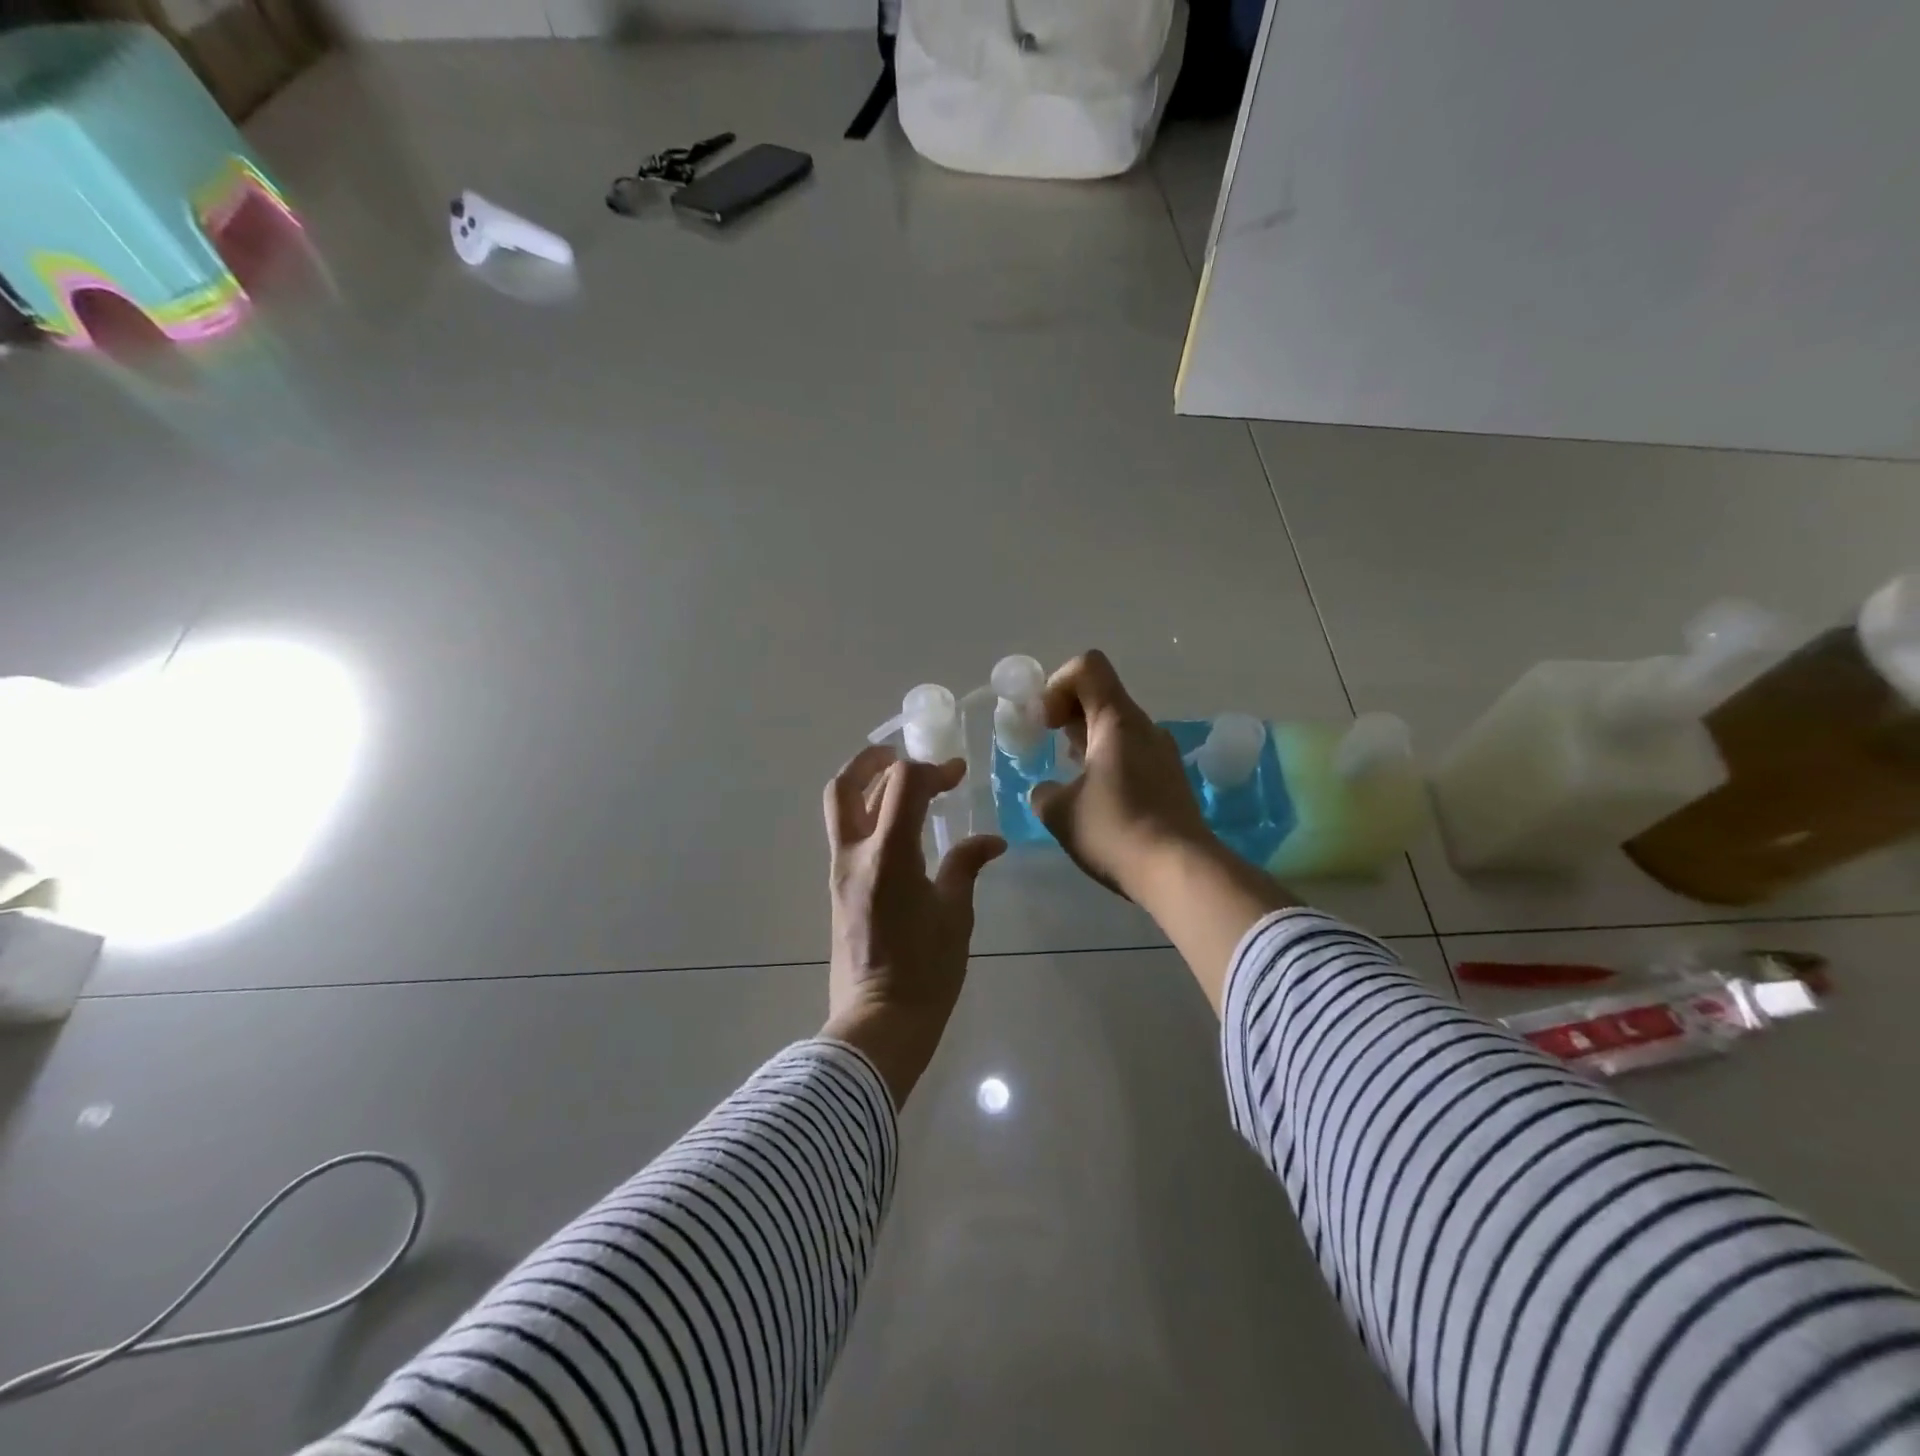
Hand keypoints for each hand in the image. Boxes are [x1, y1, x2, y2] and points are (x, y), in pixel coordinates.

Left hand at [821, 744, 1005, 1106]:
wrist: (878, 1024)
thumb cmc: (925, 971)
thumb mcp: (955, 915)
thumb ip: (966, 866)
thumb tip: (990, 841)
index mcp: (889, 855)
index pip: (902, 784)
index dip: (932, 769)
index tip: (958, 775)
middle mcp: (855, 855)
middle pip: (845, 786)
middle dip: (871, 761)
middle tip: (901, 756)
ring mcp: (841, 873)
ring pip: (841, 810)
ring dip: (868, 787)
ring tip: (905, 786)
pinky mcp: (839, 891)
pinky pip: (848, 836)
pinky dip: (869, 817)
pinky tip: (900, 828)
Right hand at [1030, 650, 1294, 1010]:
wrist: (1180, 871)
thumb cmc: (1115, 831)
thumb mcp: (1060, 813)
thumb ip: (1043, 792)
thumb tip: (1047, 790)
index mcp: (1117, 720)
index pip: (1087, 667)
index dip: (1056, 685)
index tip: (1044, 724)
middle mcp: (1144, 727)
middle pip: (1101, 695)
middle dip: (1067, 714)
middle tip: (1049, 748)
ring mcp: (1162, 753)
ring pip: (1117, 727)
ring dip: (1087, 741)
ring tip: (1071, 779)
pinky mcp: (1171, 779)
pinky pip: (1132, 753)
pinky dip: (1108, 762)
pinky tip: (1098, 800)